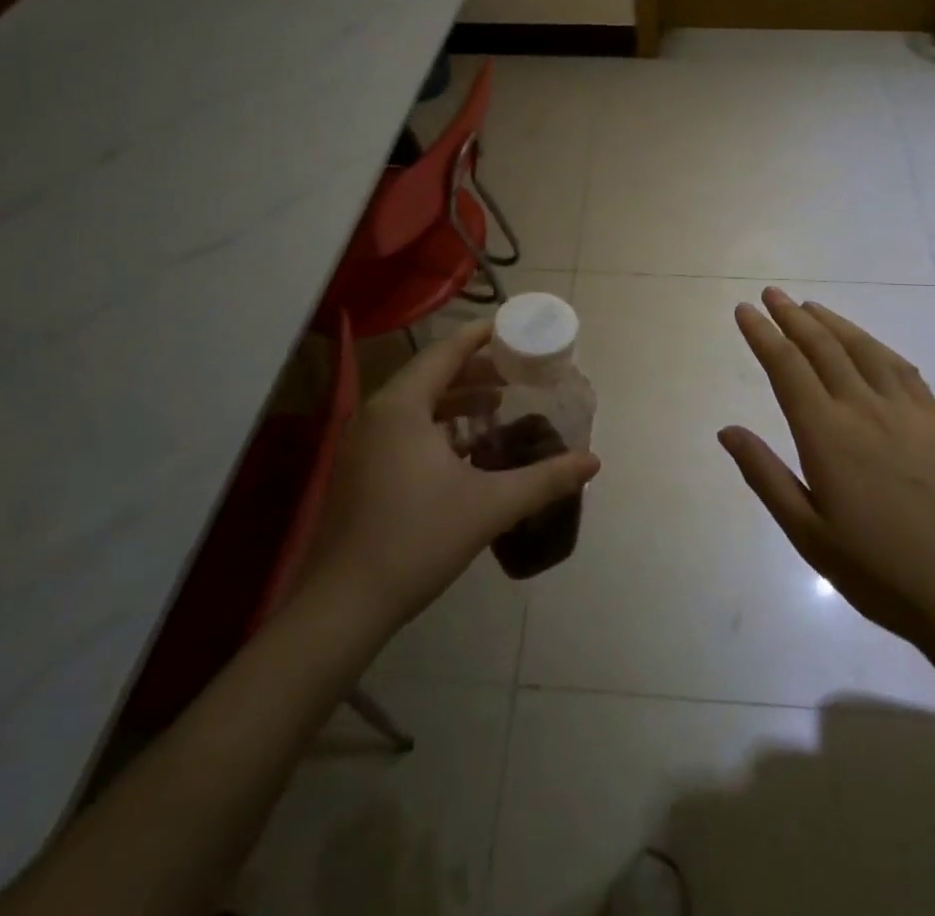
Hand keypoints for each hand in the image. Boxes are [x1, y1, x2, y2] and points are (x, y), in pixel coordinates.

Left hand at [304, 319, 600, 629]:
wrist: (341, 607)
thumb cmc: (417, 541)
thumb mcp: (490, 506)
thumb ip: (545, 479)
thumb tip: (593, 462)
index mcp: (401, 406)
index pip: (445, 352)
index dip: (480, 336)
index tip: (512, 327)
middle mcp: (376, 414)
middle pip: (430, 374)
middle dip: (474, 370)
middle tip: (515, 370)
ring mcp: (362, 443)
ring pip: (416, 404)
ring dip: (456, 400)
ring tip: (497, 404)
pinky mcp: (359, 470)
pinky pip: (403, 428)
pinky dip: (437, 426)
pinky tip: (465, 448)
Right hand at [718, 287, 934, 649]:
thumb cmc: (878, 571)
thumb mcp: (807, 533)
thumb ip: (765, 476)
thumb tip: (727, 430)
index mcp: (827, 434)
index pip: (786, 367)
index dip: (763, 334)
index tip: (745, 310)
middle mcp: (864, 408)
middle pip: (822, 347)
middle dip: (792, 316)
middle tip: (771, 294)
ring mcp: (906, 410)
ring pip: (861, 349)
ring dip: (832, 322)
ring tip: (809, 306)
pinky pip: (902, 368)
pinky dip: (875, 345)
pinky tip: (866, 343)